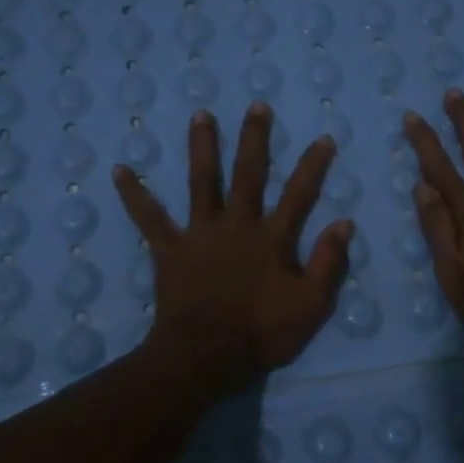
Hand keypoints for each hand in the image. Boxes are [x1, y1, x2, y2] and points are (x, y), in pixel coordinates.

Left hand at [113, 103, 353, 392]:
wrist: (205, 357)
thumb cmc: (261, 334)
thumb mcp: (310, 306)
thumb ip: (328, 263)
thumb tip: (345, 223)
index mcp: (272, 239)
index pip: (299, 194)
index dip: (313, 166)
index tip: (323, 137)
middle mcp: (236, 225)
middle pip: (248, 174)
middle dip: (254, 139)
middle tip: (256, 106)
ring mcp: (200, 234)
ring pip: (202, 182)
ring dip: (202, 147)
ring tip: (200, 114)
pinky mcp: (170, 250)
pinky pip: (149, 218)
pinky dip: (134, 195)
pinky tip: (119, 171)